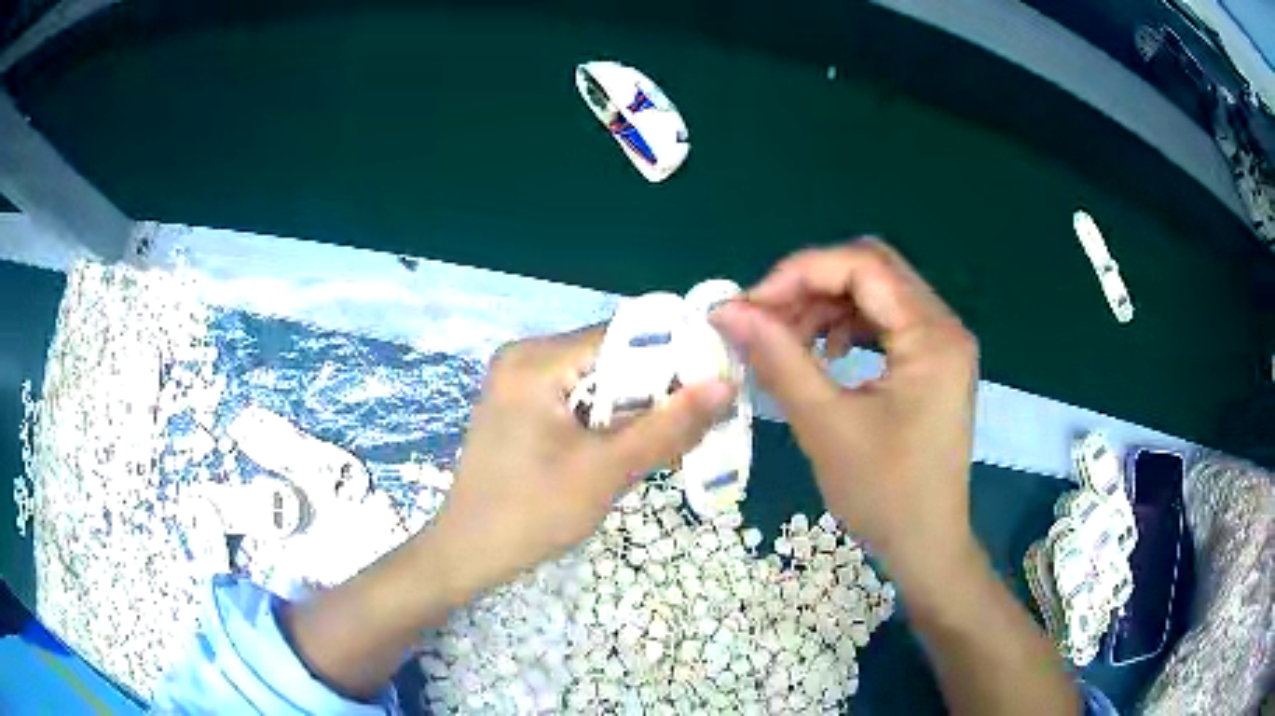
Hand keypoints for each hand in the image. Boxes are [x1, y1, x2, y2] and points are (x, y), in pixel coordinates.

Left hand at [425, 326, 734, 601]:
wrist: (467, 554)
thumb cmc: (531, 513)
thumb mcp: (607, 470)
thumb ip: (668, 426)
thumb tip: (725, 384)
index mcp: (536, 360)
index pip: (624, 338)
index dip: (676, 359)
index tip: (716, 388)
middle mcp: (525, 357)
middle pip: (611, 358)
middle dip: (656, 391)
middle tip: (699, 424)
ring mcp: (519, 381)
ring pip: (598, 381)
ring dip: (634, 411)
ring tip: (671, 442)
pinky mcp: (521, 406)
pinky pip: (578, 399)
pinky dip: (607, 421)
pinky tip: (629, 449)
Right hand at [711, 239, 980, 589]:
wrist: (926, 544)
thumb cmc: (884, 493)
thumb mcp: (825, 424)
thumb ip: (778, 358)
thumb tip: (727, 311)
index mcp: (933, 335)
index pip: (864, 266)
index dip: (800, 273)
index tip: (751, 305)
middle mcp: (945, 326)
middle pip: (872, 271)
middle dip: (811, 286)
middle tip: (765, 318)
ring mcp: (942, 344)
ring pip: (876, 293)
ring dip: (826, 306)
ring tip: (787, 339)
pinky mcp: (933, 363)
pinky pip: (885, 322)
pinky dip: (846, 326)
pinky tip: (823, 354)